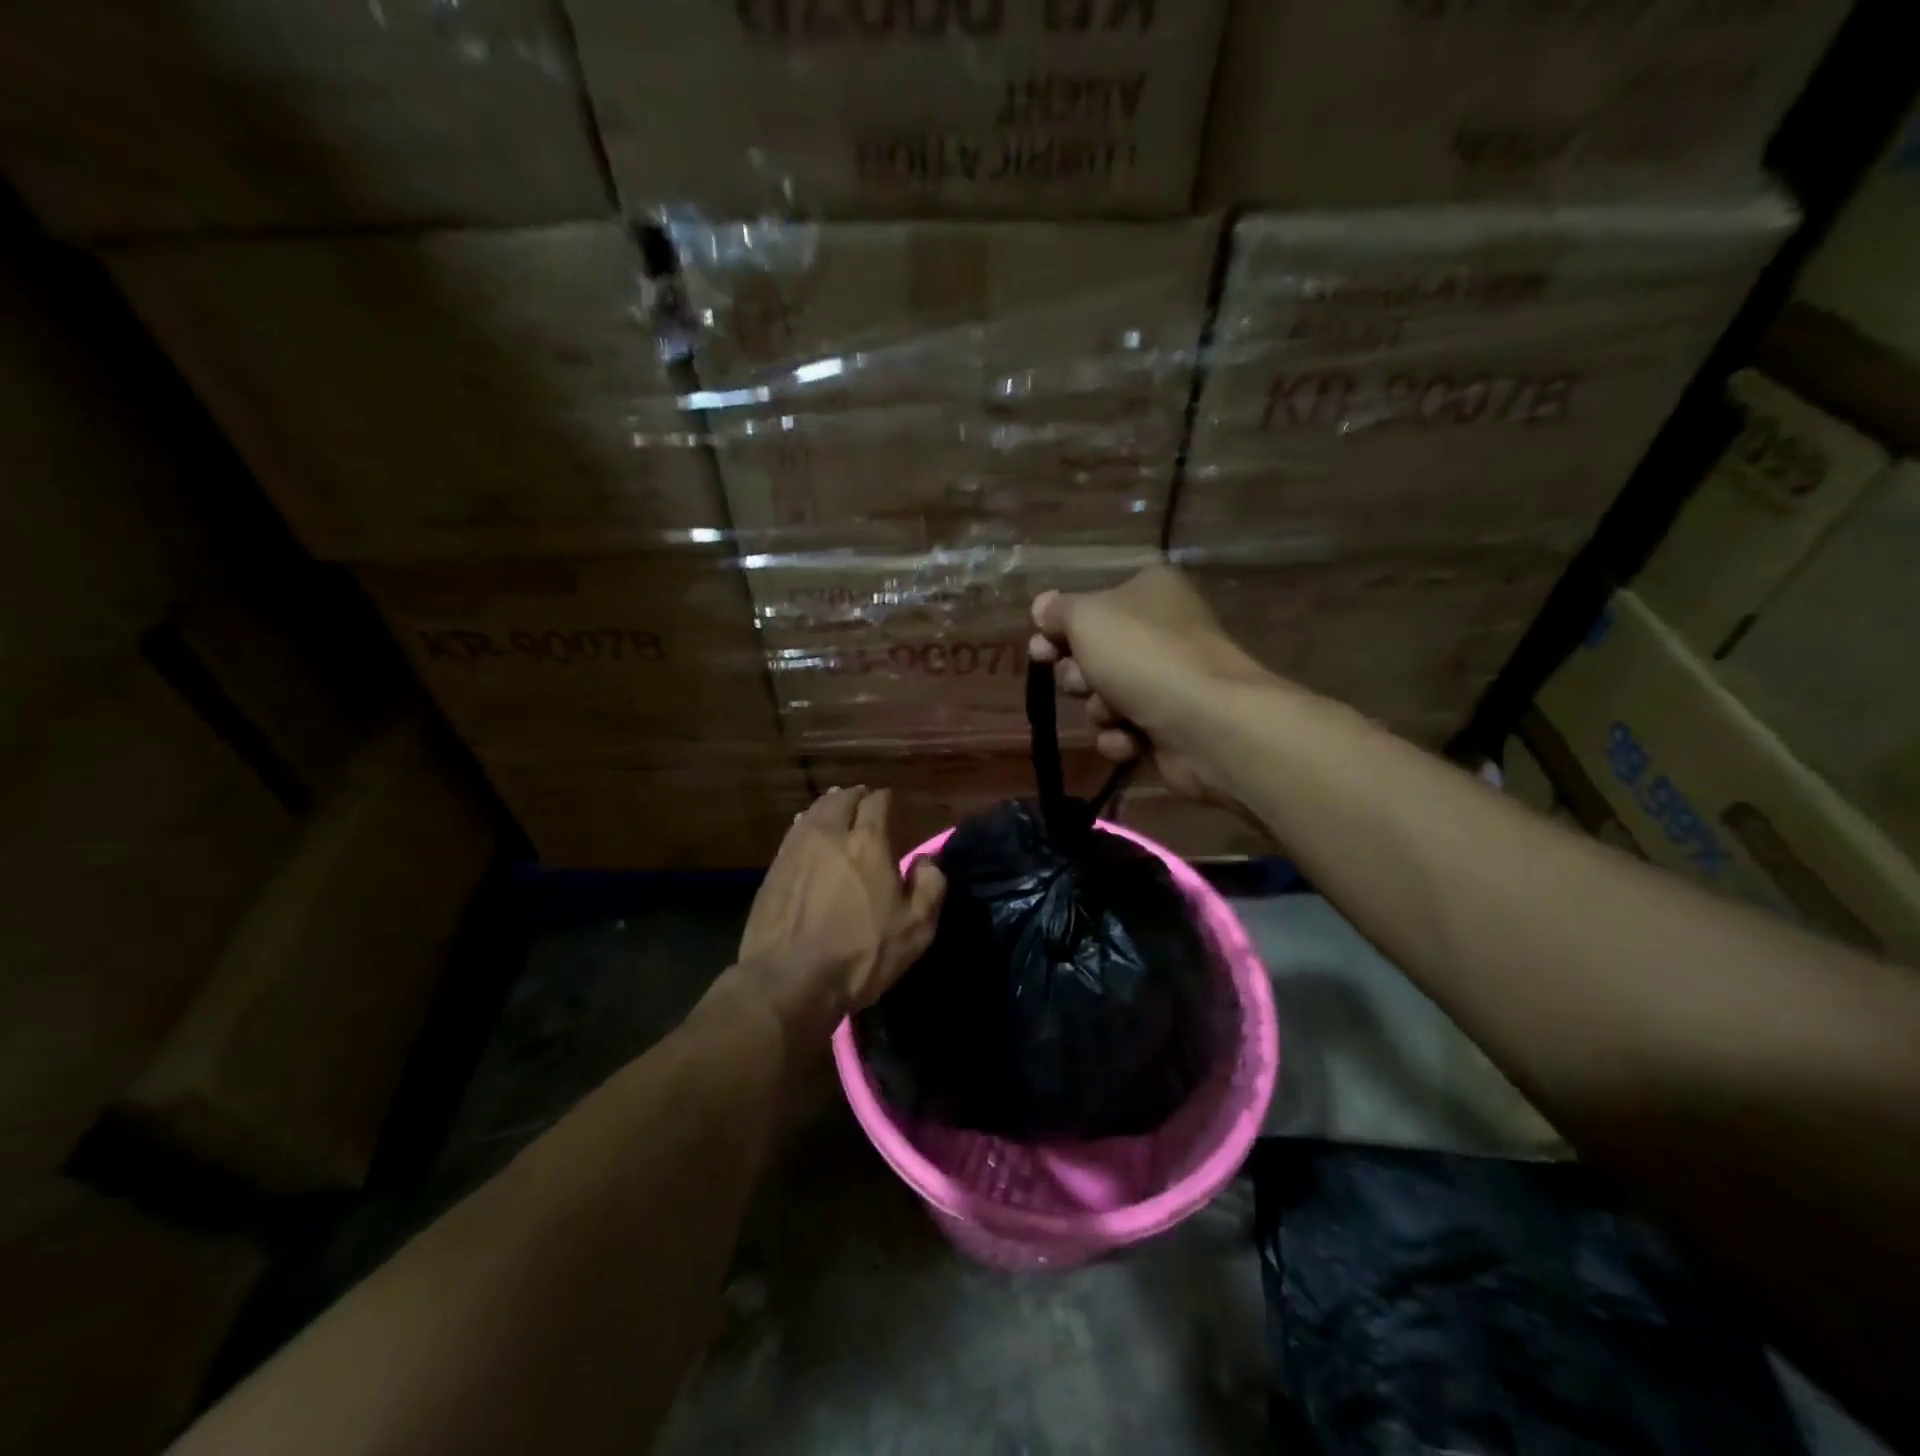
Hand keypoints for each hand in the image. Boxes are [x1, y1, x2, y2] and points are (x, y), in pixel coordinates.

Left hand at [731, 787, 945, 1049]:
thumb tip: (927, 860)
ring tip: (836, 806)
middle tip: (862, 799)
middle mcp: (830, 834)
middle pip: (841, 800)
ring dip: (828, 805)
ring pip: (813, 812)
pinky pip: (793, 833)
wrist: (788, 981)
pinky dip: (805, 824)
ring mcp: (796, 850)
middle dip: (855, 796)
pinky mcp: (773, 869)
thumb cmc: (860, 955)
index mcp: (868, 843)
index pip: (877, 802)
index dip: (885, 799)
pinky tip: (806, 829)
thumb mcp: (915, 929)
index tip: (889, 802)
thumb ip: (930, 887)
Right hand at [1029, 565, 1279, 804]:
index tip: (1039, 649)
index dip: (1058, 630)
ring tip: (1114, 714)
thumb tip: (1042, 606)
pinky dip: (1120, 737)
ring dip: (1099, 709)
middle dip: (1079, 675)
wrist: (1206, 723)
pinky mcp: (1171, 725)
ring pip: (1104, 697)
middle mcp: (1162, 631)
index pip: (1090, 606)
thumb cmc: (1143, 656)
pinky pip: (1125, 730)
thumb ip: (1057, 611)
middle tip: (1083, 681)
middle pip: (1094, 654)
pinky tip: (1131, 739)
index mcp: (1149, 591)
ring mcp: (1169, 680)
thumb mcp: (1087, 618)